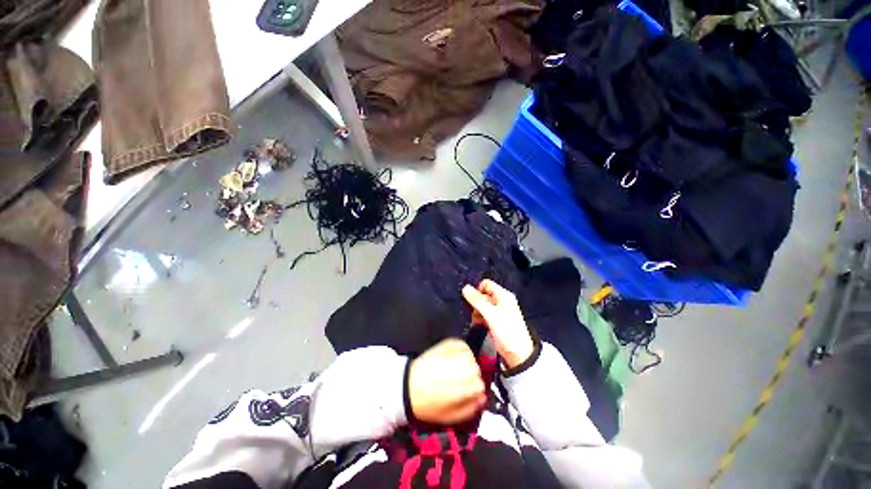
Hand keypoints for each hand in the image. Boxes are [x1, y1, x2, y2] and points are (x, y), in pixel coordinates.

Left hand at [408, 338, 486, 424]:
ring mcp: (453, 354)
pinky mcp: (446, 343)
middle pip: (476, 369)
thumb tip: (482, 398)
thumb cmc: (429, 405)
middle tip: (460, 382)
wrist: (408, 386)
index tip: (467, 393)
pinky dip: (462, 350)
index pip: (480, 385)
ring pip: (470, 357)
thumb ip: (471, 409)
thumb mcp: (451, 417)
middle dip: (471, 376)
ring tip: (456, 369)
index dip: (475, 390)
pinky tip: (455, 357)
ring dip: (467, 363)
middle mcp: (460, 368)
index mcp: (463, 388)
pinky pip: (461, 345)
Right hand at [462, 280, 534, 369]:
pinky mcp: (496, 320)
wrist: (518, 353)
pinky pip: (484, 314)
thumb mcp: (490, 314)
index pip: (486, 284)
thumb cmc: (506, 330)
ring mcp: (499, 311)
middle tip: (474, 313)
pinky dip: (479, 318)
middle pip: (483, 295)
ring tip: (476, 321)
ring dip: (476, 311)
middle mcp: (501, 300)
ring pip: (482, 305)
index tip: (472, 301)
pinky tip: (477, 325)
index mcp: (503, 295)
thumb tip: (465, 287)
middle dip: (476, 303)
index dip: (477, 290)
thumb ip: (477, 300)